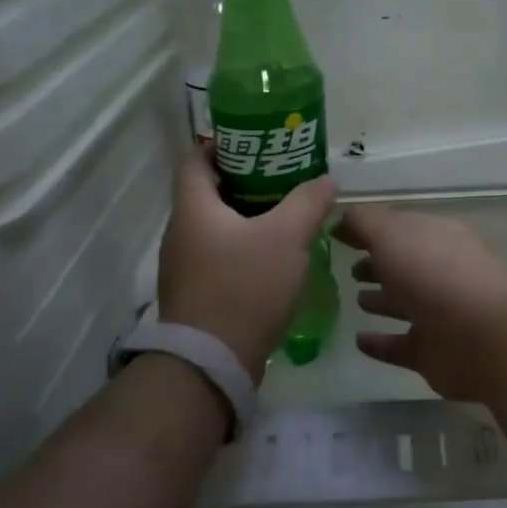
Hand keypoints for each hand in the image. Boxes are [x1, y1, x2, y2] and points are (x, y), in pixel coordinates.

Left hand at [157, 152, 337, 381]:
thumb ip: (308, 202)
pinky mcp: (195, 293)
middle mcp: (180, 232)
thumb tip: (325, 180)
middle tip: (284, 177)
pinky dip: (243, 246)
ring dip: (247, 216)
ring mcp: (184, 266)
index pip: (197, 159)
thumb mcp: (287, 237)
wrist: (211, 363)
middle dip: (246, 180)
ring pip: (216, 226)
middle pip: (209, 192)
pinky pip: (219, 255)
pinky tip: (274, 256)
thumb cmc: (244, 287)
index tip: (259, 144)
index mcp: (193, 208)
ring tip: (286, 213)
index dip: (224, 145)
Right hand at [333, 205, 506, 401]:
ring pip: (405, 303)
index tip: (337, 234)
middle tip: (348, 269)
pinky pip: (401, 345)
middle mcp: (440, 271)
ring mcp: (440, 314)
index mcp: (436, 236)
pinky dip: (381, 343)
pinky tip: (359, 341)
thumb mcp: (392, 234)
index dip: (369, 228)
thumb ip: (364, 223)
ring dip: (382, 301)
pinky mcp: (434, 353)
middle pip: (404, 264)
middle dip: (378, 264)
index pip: (399, 227)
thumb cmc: (435, 274)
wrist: (483, 338)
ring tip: (355, 300)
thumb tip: (343, 219)